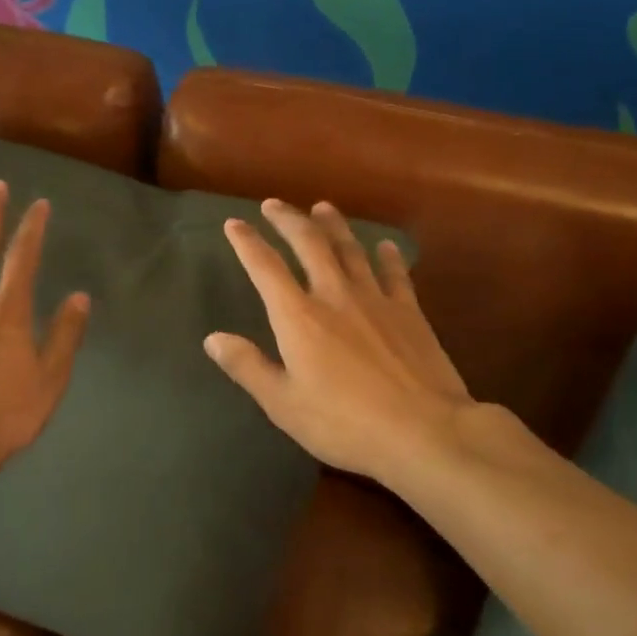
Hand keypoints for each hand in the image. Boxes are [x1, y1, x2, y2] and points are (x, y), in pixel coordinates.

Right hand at [205, 199, 477, 484]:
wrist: (423, 430)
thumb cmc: (344, 423)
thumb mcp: (283, 404)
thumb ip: (248, 367)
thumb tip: (213, 339)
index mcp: (298, 317)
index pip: (265, 268)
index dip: (247, 243)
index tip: (234, 223)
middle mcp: (335, 296)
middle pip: (309, 244)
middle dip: (289, 220)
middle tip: (274, 204)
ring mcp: (376, 300)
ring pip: (351, 250)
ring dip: (334, 226)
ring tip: (322, 207)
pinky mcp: (409, 313)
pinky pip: (395, 274)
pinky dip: (387, 256)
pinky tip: (385, 246)